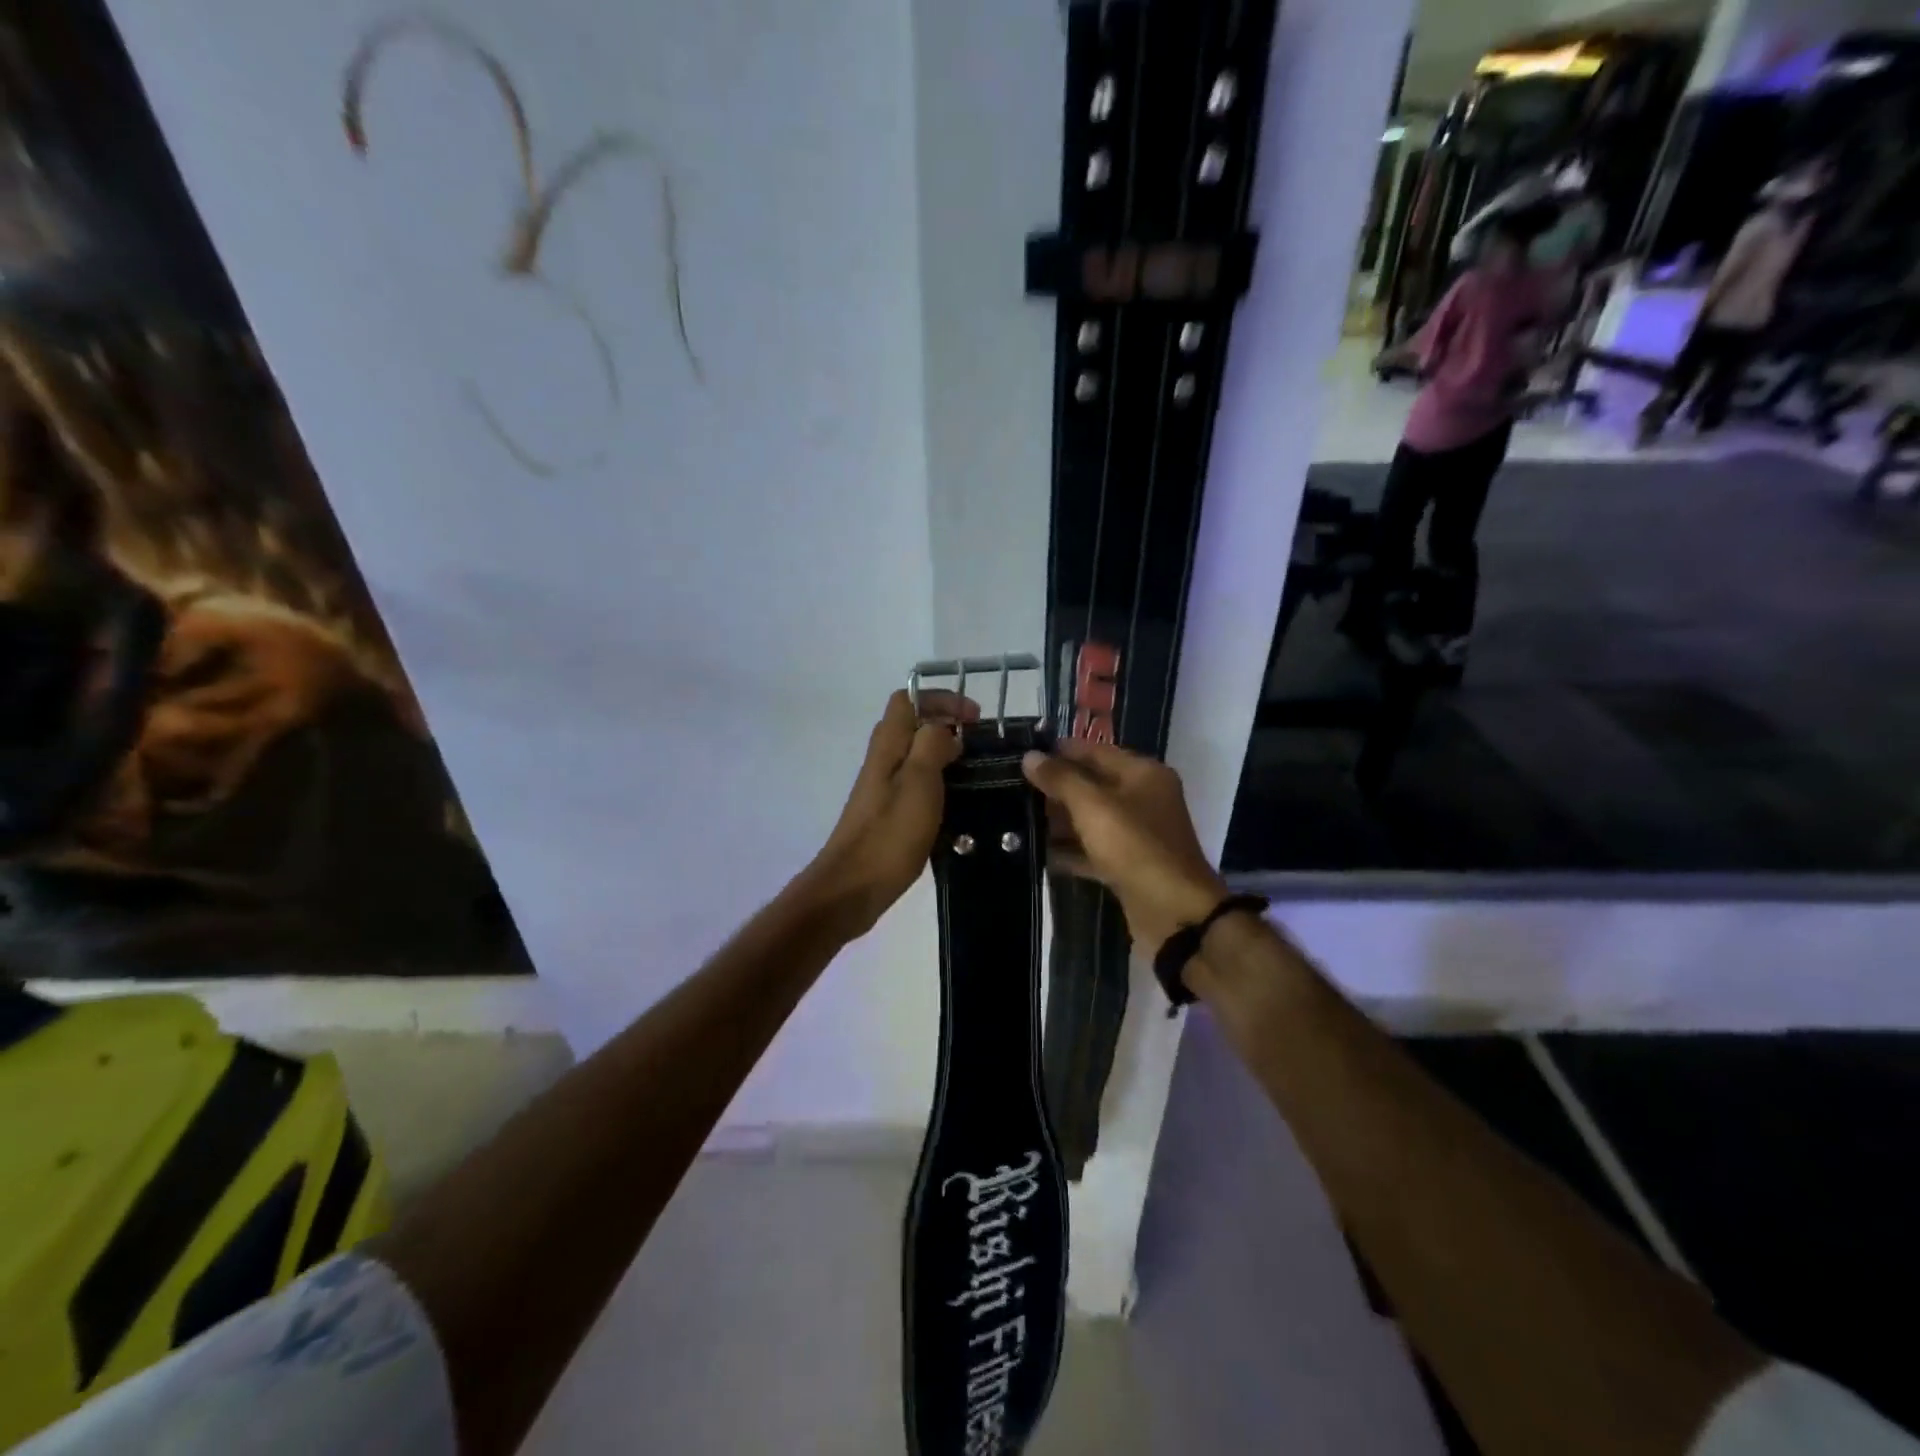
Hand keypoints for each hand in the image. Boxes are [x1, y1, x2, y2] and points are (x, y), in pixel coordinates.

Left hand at [803, 688, 976, 935]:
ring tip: (976, 772)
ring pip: (914, 755)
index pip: (908, 699)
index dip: (941, 699)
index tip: (975, 717)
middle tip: (980, 745)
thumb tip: (944, 729)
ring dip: (944, 755)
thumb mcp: (919, 782)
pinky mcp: (887, 814)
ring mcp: (882, 788)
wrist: (852, 887)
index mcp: (888, 746)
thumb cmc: (889, 834)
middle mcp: (882, 761)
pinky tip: (957, 804)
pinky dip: (938, 783)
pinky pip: (915, 784)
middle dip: (946, 725)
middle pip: (911, 725)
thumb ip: (931, 745)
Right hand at [1021, 739, 1227, 953]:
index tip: (1023, 754)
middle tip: (1014, 788)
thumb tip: (1030, 756)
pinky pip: (1093, 850)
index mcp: (1142, 774)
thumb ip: (1061, 779)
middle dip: (1056, 787)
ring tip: (1019, 819)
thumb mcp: (1093, 806)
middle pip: (1093, 784)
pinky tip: (1039, 854)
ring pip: (1091, 818)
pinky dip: (1071, 851)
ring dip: (1060, 821)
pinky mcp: (1129, 865)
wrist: (1174, 913)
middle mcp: (1143, 798)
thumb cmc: (1135, 847)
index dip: (1060, 751)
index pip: (1095, 751)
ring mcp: (1137, 834)